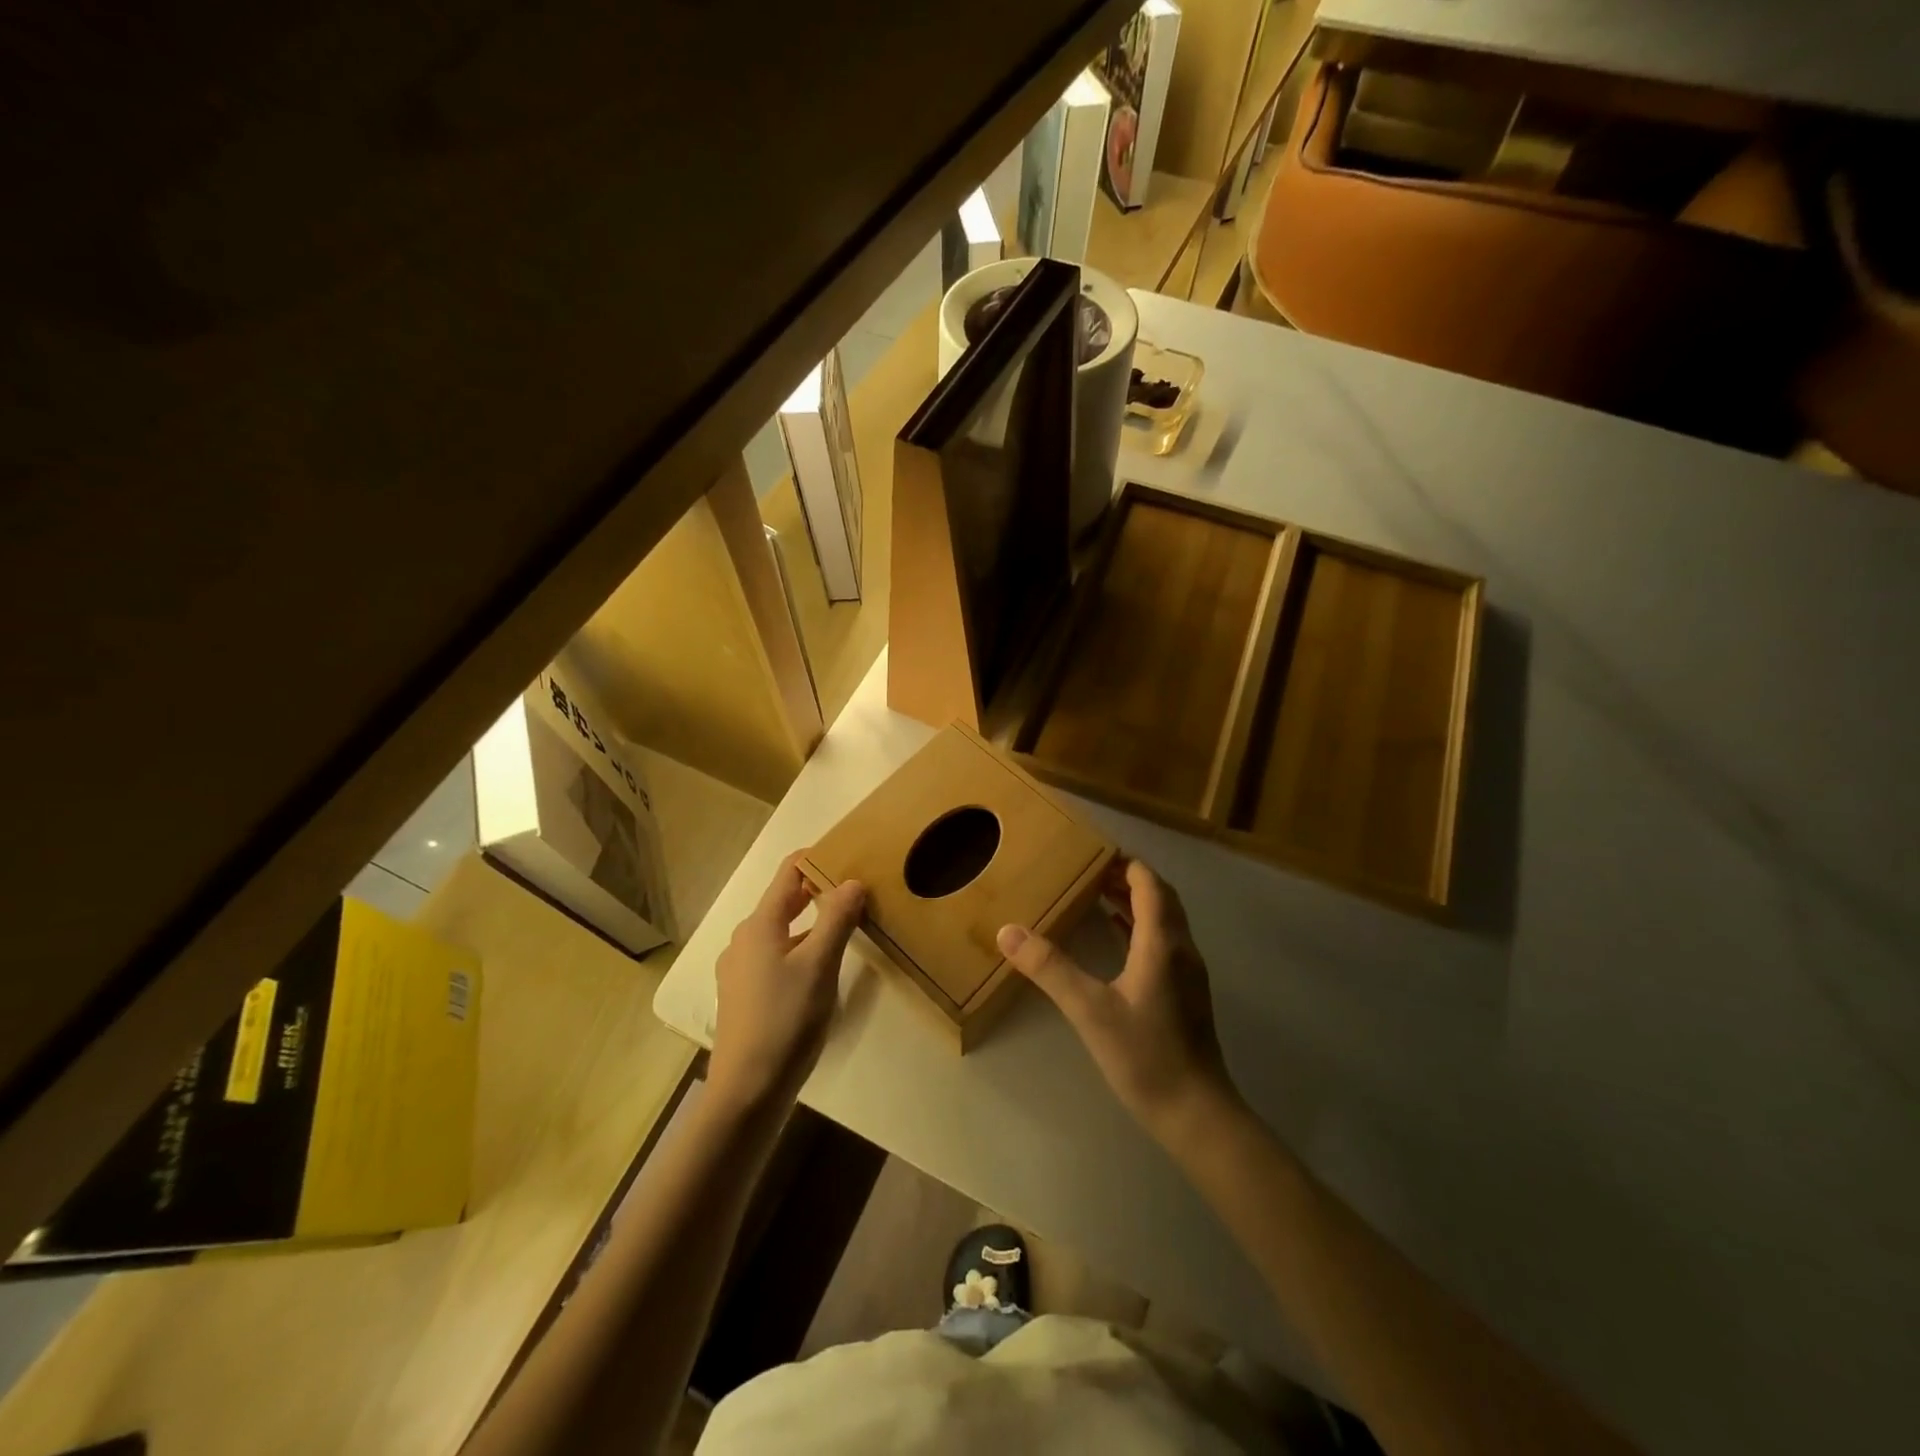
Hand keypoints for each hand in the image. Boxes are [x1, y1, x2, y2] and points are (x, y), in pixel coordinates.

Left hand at [709, 858, 865, 1115]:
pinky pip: (778, 956)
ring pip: (782, 931)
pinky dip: (802, 948)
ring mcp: (742, 969)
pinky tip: (823, 967)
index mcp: (760, 925)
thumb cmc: (785, 1020)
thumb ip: (836, 919)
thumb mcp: (819, 966)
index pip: (788, 872)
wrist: (747, 1091)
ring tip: (848, 926)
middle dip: (819, 890)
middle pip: (785, 901)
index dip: (817, 858)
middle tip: (858, 889)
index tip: (851, 853)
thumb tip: (852, 881)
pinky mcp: (746, 995)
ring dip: (813, 922)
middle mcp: (745, 939)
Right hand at [997, 858, 1238, 1142]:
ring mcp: (1188, 972)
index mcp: (1162, 942)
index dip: (1124, 863)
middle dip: (1127, 878)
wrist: (1196, 1113)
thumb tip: (1008, 931)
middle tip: (1088, 871)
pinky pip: (1164, 941)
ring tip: (1097, 894)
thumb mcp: (1089, 1010)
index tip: (1091, 852)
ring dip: (1135, 901)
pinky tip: (1116, 938)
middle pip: (1160, 896)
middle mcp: (1181, 948)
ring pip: (1164, 919)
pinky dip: (1140, 927)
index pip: (1149, 883)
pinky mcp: (1186, 993)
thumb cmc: (1145, 1056)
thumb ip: (1050, 968)